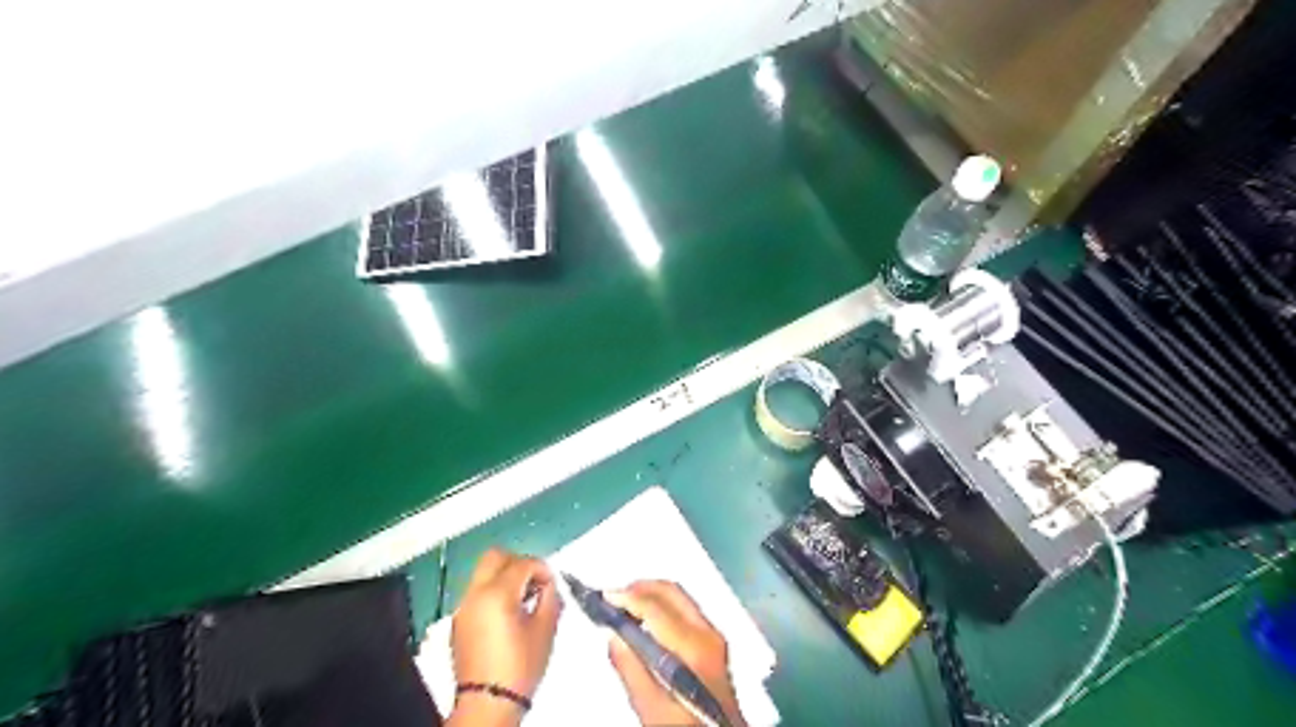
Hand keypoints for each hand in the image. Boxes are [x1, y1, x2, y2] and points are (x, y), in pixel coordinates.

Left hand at [448, 548, 560, 722]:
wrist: (487, 703)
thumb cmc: (520, 666)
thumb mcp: (545, 630)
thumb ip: (550, 598)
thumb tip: (548, 585)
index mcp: (497, 594)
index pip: (523, 563)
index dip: (542, 569)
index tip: (552, 584)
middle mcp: (476, 593)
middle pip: (495, 556)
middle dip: (518, 562)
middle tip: (534, 581)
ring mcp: (464, 606)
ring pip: (484, 572)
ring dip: (505, 576)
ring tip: (523, 599)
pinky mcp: (459, 620)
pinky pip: (477, 592)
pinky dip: (493, 591)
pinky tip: (508, 613)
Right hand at [609, 581, 750, 725]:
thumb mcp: (653, 712)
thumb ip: (632, 671)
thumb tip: (613, 636)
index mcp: (693, 648)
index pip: (655, 607)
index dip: (627, 597)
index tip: (603, 598)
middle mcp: (707, 634)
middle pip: (670, 592)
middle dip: (639, 589)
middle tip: (612, 597)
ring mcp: (714, 636)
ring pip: (679, 597)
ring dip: (650, 595)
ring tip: (624, 606)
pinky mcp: (714, 642)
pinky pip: (685, 609)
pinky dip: (662, 605)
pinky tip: (646, 620)